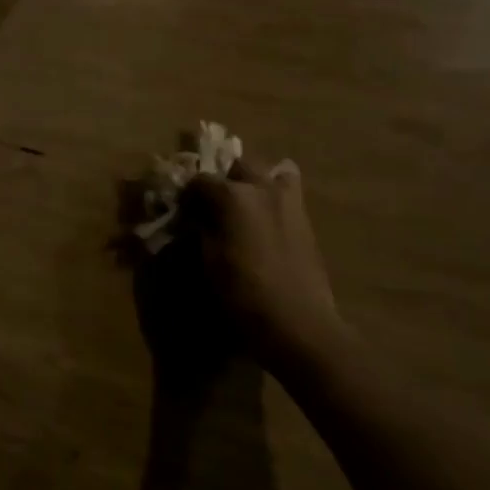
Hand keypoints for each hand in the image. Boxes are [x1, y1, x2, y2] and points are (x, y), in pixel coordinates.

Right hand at [184, 156, 343, 364]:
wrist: (298, 323)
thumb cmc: (242, 293)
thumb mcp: (206, 261)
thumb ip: (198, 230)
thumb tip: (193, 218)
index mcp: (232, 196)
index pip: (200, 180)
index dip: (188, 195)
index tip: (182, 212)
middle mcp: (262, 189)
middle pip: (240, 165)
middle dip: (226, 179)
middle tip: (216, 205)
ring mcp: (290, 203)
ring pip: (274, 172)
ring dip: (257, 183)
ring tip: (246, 207)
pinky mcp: (307, 222)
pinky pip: (289, 195)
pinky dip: (275, 199)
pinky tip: (266, 225)